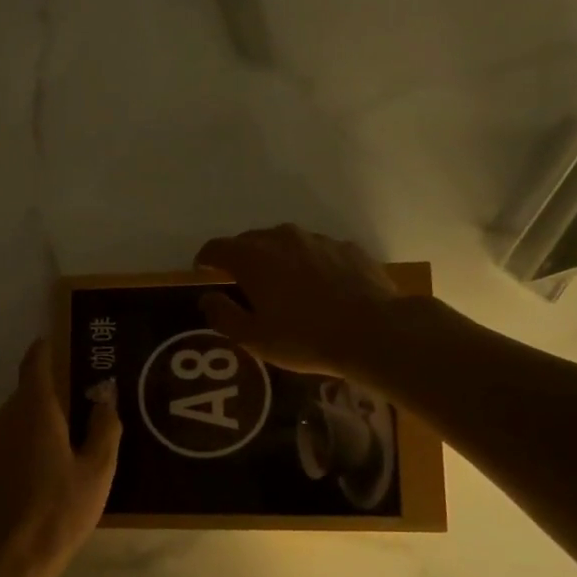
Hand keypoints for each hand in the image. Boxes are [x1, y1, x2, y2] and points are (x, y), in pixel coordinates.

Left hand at [0, 340, 121, 576]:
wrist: (7, 561)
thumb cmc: (60, 511)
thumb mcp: (97, 471)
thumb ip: (104, 426)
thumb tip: (105, 392)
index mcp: (35, 410)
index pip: (36, 363)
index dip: (47, 349)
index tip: (61, 342)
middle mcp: (5, 417)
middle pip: (28, 392)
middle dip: (52, 391)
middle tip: (81, 401)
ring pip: (16, 417)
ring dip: (38, 419)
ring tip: (66, 437)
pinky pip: (7, 440)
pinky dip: (25, 441)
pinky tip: (44, 466)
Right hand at [195, 224, 402, 377]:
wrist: (373, 331)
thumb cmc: (304, 338)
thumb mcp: (254, 338)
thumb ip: (223, 315)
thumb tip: (207, 298)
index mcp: (252, 257)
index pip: (217, 248)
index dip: (205, 259)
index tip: (203, 271)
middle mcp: (282, 238)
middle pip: (251, 240)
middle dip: (241, 258)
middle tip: (242, 283)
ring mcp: (318, 240)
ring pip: (286, 243)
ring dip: (277, 259)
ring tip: (283, 285)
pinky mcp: (347, 248)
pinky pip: (318, 252)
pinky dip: (310, 264)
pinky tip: (320, 288)